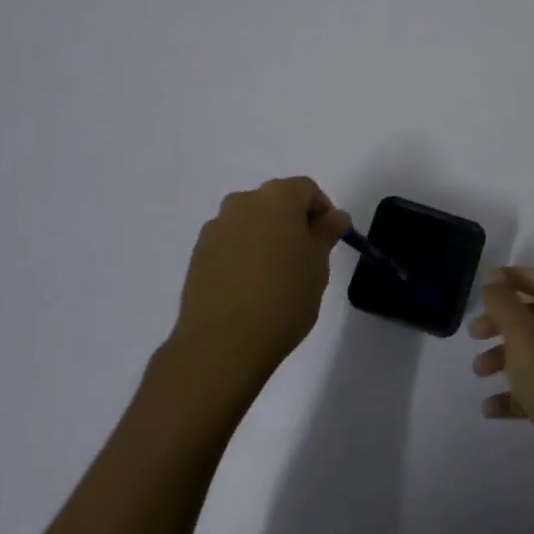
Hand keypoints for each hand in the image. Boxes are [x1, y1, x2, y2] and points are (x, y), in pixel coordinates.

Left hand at [167, 177, 349, 398]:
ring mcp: (216, 226)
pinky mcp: (198, 253)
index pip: (307, 189)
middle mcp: (243, 202)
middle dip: (293, 222)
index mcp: (277, 197)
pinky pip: (230, 242)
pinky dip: (244, 254)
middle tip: (305, 258)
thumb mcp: (318, 265)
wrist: (221, 344)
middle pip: (276, 201)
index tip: (329, 240)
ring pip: (251, 222)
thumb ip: (326, 233)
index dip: (322, 211)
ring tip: (275, 275)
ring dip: (266, 237)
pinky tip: (250, 287)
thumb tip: (335, 216)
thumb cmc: (283, 298)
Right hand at [470, 266, 533, 499]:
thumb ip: (504, 303)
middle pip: (531, 315)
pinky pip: (532, 388)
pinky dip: (511, 394)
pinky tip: (490, 407)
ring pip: (529, 352)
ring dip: (501, 357)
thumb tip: (493, 277)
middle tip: (474, 333)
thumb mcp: (523, 336)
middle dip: (500, 321)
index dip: (511, 276)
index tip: (483, 285)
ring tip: (478, 372)